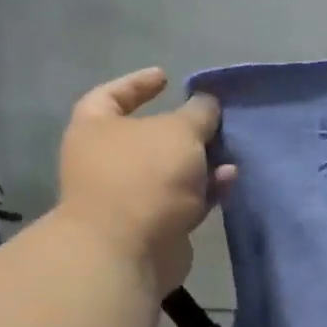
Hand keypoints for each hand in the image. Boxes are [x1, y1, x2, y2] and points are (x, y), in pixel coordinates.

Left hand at [57, 69, 235, 292]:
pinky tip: (229, 180)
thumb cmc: (145, 176)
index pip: (111, 95)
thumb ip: (199, 113)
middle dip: (185, 129)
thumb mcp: (179, 131)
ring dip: (203, 162)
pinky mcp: (154, 224)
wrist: (129, 249)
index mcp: (95, 128)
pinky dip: (207, 189)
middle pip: (150, 136)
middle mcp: (107, 160)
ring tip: (231, 152)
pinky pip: (185, 199)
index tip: (167, 77)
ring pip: (173, 170)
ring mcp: (130, 195)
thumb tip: (206, 102)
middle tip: (215, 120)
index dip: (138, 84)